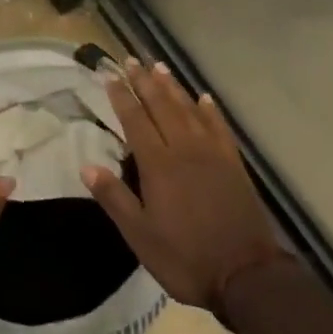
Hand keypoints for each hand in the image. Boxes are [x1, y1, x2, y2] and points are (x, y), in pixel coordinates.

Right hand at [81, 60, 287, 314]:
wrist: (245, 274)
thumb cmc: (185, 257)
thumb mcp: (140, 236)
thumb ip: (114, 198)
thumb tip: (87, 166)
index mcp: (159, 165)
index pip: (135, 120)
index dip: (121, 96)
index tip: (110, 74)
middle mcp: (185, 149)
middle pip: (161, 106)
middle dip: (144, 82)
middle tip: (131, 59)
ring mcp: (212, 153)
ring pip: (189, 110)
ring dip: (173, 87)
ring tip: (159, 67)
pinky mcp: (233, 163)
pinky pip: (219, 126)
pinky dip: (210, 110)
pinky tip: (204, 97)